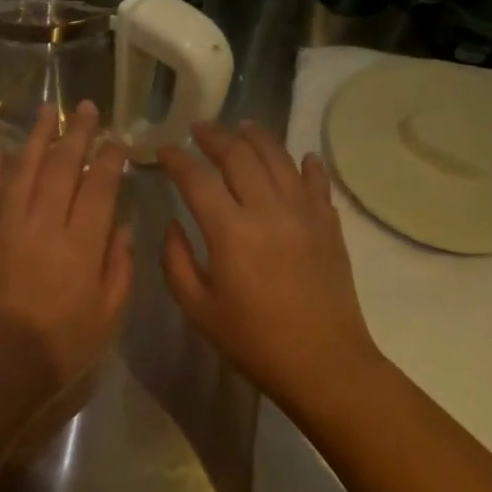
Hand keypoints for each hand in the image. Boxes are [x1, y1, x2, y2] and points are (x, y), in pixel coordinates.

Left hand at [0, 101, 133, 416]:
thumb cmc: (58, 348)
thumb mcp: (107, 317)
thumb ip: (118, 268)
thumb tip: (120, 227)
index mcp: (81, 244)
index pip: (99, 187)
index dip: (109, 159)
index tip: (116, 139)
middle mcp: (43, 223)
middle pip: (62, 167)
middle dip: (76, 134)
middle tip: (85, 107)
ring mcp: (6, 226)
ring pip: (23, 170)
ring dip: (36, 138)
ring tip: (47, 111)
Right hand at [157, 121, 380, 402]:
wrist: (324, 364)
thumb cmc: (254, 341)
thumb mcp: (198, 308)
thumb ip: (176, 260)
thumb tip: (172, 224)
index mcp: (230, 231)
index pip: (197, 178)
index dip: (176, 159)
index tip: (163, 150)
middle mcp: (268, 210)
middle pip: (240, 156)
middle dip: (215, 136)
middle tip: (199, 128)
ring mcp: (304, 214)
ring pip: (279, 159)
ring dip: (257, 138)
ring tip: (242, 127)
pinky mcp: (329, 225)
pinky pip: (317, 183)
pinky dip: (306, 165)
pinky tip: (301, 157)